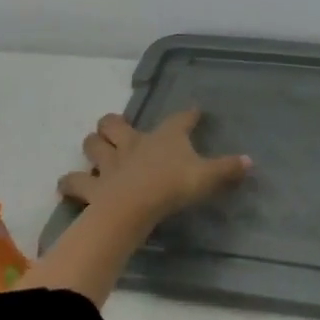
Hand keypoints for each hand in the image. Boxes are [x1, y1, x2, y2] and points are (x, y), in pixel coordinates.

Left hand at [57, 109, 250, 224]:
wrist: (133, 207)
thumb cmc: (172, 186)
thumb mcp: (206, 178)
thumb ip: (227, 169)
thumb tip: (251, 161)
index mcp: (165, 137)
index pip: (180, 119)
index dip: (188, 115)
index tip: (194, 112)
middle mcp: (134, 143)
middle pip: (116, 124)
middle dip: (114, 123)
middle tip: (118, 128)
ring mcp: (110, 164)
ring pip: (93, 145)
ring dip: (92, 145)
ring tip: (94, 148)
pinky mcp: (93, 188)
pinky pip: (74, 183)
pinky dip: (70, 183)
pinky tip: (69, 184)